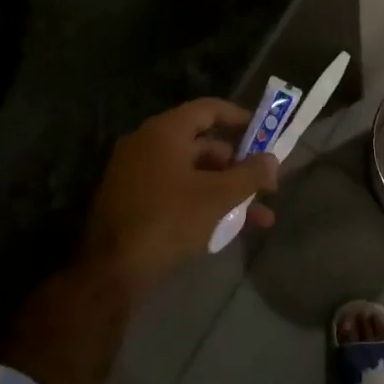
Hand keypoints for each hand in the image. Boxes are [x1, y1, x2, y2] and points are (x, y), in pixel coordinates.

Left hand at [80, 98, 278, 292]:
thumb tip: (273, 160)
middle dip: (238, 166)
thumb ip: (249, 175)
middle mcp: (147, 145)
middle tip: (265, 185)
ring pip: (192, 174)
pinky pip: (176, 192)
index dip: (238, 117)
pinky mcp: (133, 203)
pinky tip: (230, 230)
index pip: (208, 109)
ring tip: (259, 218)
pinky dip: (202, 203)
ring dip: (226, 191)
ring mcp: (137, 175)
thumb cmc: (168, 221)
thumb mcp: (216, 198)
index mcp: (164, 132)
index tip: (264, 132)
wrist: (110, 274)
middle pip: (202, 144)